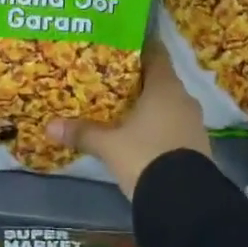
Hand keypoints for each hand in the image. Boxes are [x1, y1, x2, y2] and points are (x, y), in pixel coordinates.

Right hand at [45, 41, 210, 196]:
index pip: (155, 53)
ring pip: (167, 104)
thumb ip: (82, 132)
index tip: (120, 42)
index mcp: (165, 87)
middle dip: (136, 79)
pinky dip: (157, 125)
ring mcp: (194, 123)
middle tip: (109, 76)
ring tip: (121, 106)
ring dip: (148, 105)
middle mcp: (183, 98)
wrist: (185, 204)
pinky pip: (174, 125)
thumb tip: (49, 126)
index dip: (138, 46)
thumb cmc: (146, 157)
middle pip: (159, 79)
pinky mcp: (197, 146)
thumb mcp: (109, 146)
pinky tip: (139, 134)